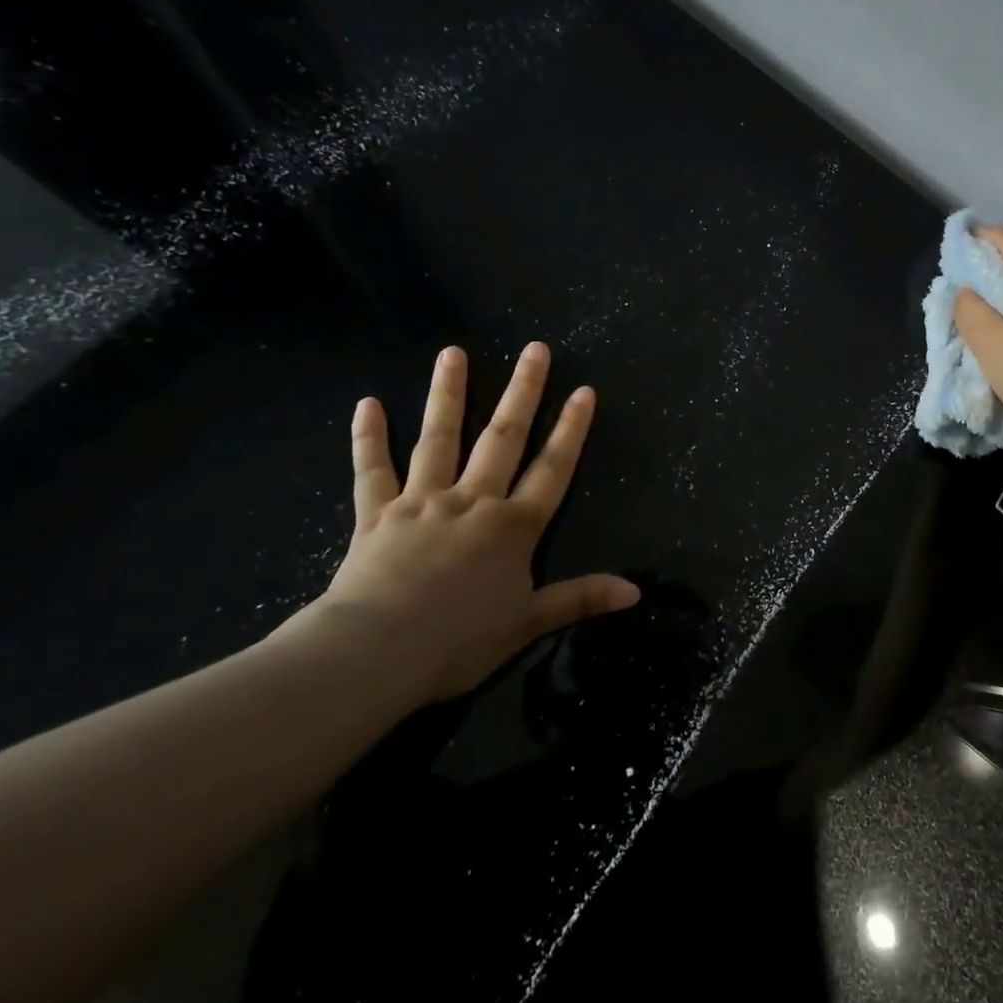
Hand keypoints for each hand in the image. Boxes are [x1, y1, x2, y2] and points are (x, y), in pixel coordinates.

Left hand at [275, 343, 638, 704]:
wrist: (376, 653)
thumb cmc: (459, 641)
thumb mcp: (529, 623)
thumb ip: (580, 598)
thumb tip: (636, 592)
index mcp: (513, 526)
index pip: (552, 469)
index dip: (571, 430)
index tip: (584, 391)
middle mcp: (473, 501)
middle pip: (503, 438)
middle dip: (523, 392)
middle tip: (535, 349)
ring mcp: (423, 502)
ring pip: (439, 439)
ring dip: (448, 395)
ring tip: (453, 353)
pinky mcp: (377, 514)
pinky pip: (373, 471)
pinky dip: (368, 438)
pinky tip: (367, 404)